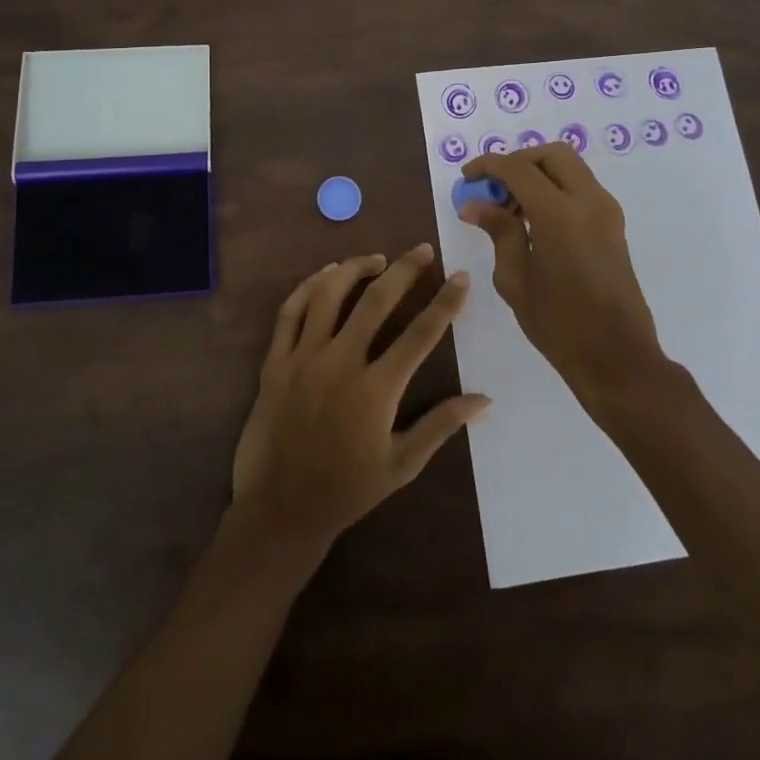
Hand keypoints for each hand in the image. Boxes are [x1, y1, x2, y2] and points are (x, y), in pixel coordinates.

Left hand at [231, 245, 490, 552]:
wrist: (280, 509)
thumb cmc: (346, 490)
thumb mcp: (402, 465)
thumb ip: (441, 425)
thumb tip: (484, 399)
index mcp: (376, 389)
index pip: (420, 334)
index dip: (444, 302)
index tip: (460, 277)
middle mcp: (340, 363)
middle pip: (376, 301)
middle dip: (404, 270)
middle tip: (423, 250)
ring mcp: (303, 358)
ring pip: (328, 295)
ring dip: (355, 269)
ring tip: (376, 259)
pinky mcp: (275, 361)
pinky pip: (290, 312)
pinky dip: (308, 286)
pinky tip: (325, 274)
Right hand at [460, 144, 665, 401]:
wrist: (617, 357)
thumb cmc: (559, 323)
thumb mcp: (516, 278)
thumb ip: (499, 231)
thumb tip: (475, 205)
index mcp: (560, 213)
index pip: (518, 168)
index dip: (488, 166)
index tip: (467, 177)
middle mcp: (589, 201)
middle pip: (551, 154)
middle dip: (518, 161)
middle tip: (493, 188)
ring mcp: (607, 211)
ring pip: (569, 168)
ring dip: (538, 174)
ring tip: (509, 209)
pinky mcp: (613, 226)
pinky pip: (580, 188)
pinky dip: (555, 189)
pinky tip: (533, 221)